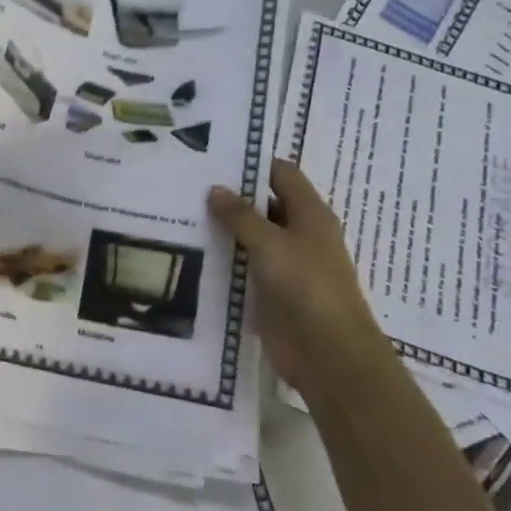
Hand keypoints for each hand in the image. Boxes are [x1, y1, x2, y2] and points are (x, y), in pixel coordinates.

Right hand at [207, 159, 395, 401]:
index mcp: (310, 214)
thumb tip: (216, 188)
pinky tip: (192, 252)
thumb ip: (241, 217)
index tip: (213, 157)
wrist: (329, 353)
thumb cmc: (307, 288)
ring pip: (251, 236)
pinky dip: (223, 257)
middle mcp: (300, 234)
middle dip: (231, 195)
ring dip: (224, 228)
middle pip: (265, 204)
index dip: (252, 163)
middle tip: (187, 184)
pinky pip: (244, 265)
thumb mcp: (271, 245)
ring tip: (181, 213)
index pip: (281, 175)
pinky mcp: (271, 290)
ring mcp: (286, 263)